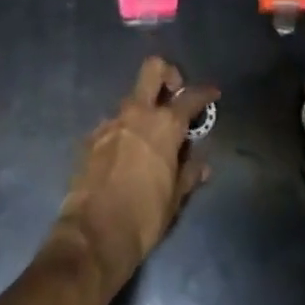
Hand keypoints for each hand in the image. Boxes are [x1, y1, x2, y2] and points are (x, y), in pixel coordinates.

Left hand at [53, 58, 218, 293]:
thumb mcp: (175, 199)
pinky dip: (123, 132)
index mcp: (164, 126)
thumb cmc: (143, 217)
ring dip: (143, 110)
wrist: (93, 235)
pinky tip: (125, 157)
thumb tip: (202, 164)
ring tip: (149, 139)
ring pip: (131, 99)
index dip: (204, 93)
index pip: (190, 98)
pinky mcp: (91, 136)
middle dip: (167, 73)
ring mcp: (111, 122)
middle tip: (174, 93)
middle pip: (153, 69)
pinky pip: (113, 124)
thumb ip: (189, 173)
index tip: (212, 93)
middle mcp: (137, 113)